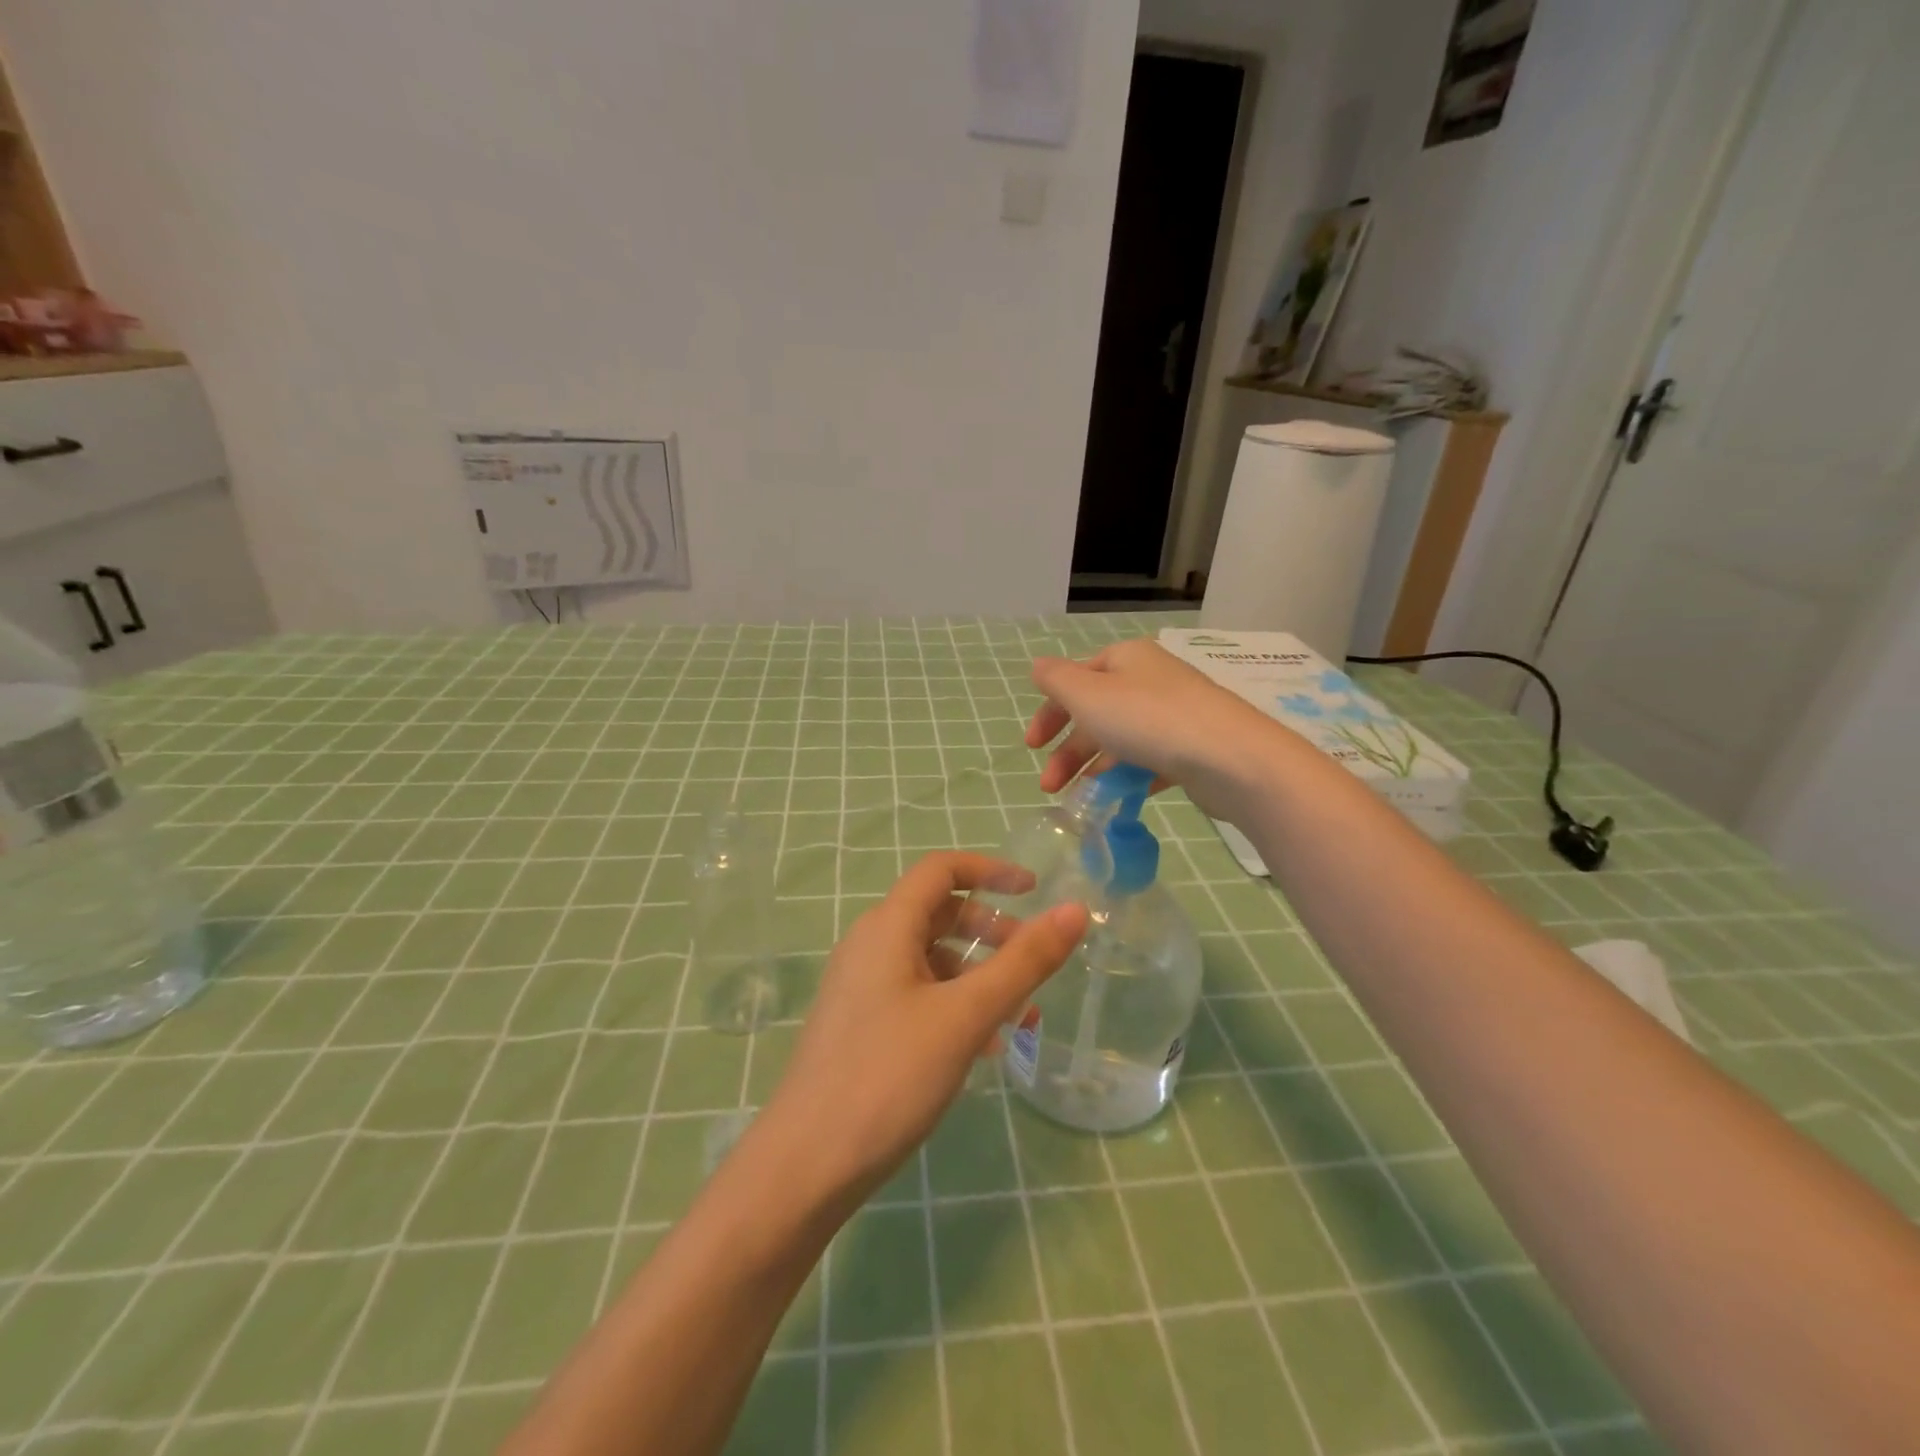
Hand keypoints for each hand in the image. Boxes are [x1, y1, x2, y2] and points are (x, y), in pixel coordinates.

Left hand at [759, 853, 1087, 1206]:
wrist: (805, 1165)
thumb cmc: (889, 1077)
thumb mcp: (967, 1016)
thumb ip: (1024, 962)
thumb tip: (1075, 911)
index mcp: (887, 927)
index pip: (941, 870)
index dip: (989, 869)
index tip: (1034, 890)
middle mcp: (869, 945)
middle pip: (938, 913)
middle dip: (991, 930)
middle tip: (1032, 963)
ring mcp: (861, 987)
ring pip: (931, 959)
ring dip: (978, 975)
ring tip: (1019, 1017)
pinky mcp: (860, 1024)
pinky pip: (917, 994)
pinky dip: (955, 1004)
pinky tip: (984, 1048)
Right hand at [1027, 639, 1280, 820]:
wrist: (1230, 758)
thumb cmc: (1148, 719)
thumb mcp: (1088, 695)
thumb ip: (1057, 681)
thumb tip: (1038, 667)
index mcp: (1126, 659)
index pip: (1076, 679)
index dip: (1049, 712)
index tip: (1031, 746)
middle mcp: (1151, 680)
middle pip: (1096, 713)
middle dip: (1068, 751)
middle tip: (1049, 786)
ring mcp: (1176, 714)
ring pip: (1122, 739)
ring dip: (1094, 768)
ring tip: (1081, 801)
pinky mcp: (1194, 747)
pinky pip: (1151, 759)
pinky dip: (1130, 776)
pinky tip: (1121, 799)